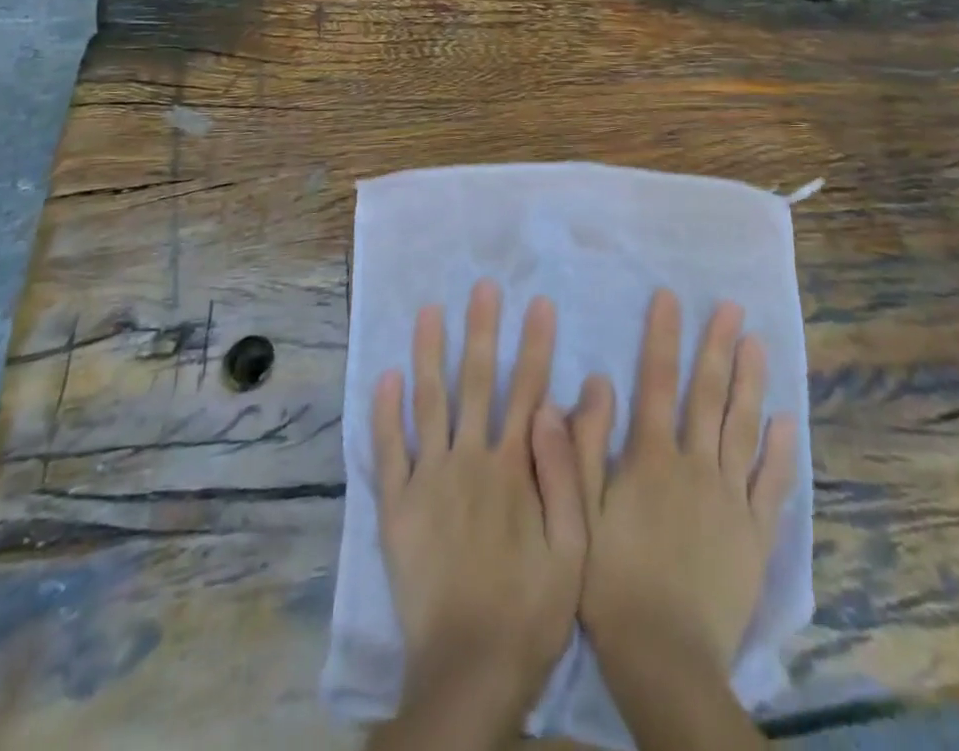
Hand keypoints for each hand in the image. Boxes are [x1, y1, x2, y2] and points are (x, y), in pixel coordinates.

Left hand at [370, 280, 585, 741]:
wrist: (469, 672)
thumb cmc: (531, 609)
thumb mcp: (574, 545)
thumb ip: (570, 471)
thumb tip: (570, 403)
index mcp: (513, 467)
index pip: (528, 390)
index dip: (535, 344)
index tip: (539, 303)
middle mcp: (469, 460)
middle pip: (476, 382)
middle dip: (481, 330)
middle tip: (482, 286)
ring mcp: (428, 480)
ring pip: (427, 402)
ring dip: (429, 353)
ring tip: (429, 311)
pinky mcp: (396, 507)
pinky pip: (387, 451)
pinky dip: (384, 412)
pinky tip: (385, 376)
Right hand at [572, 289, 796, 675]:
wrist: (664, 659)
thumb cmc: (610, 582)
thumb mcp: (579, 512)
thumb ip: (581, 447)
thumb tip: (593, 383)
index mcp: (652, 458)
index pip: (657, 381)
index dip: (663, 335)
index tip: (670, 297)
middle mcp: (696, 466)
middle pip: (708, 395)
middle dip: (717, 346)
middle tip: (731, 307)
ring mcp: (731, 499)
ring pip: (743, 428)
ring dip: (750, 382)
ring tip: (758, 343)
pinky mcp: (755, 535)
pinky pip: (772, 485)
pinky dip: (779, 451)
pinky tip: (785, 421)